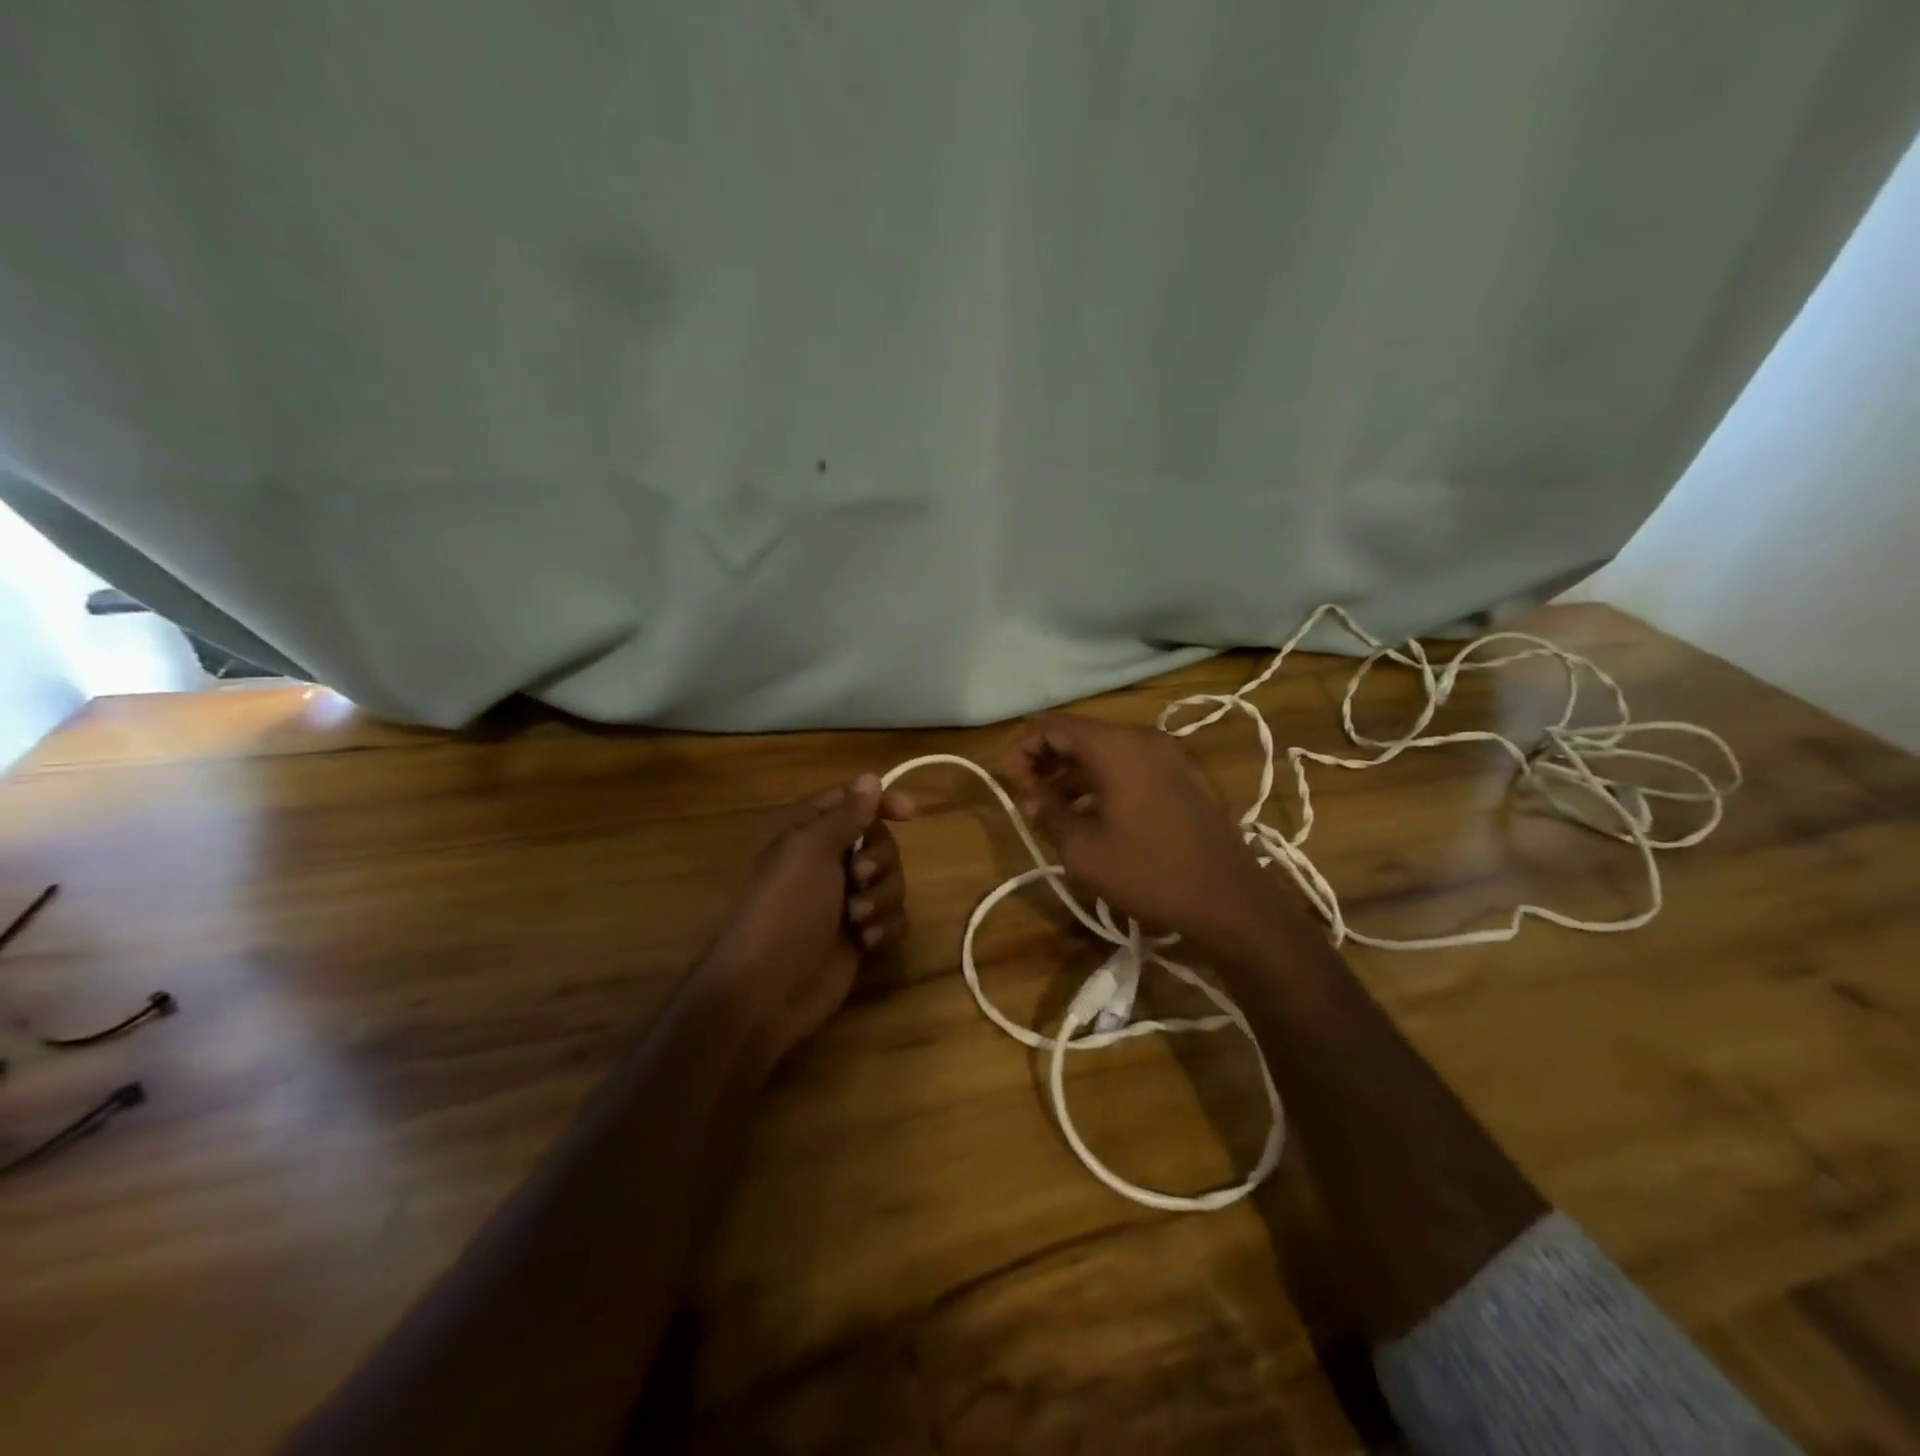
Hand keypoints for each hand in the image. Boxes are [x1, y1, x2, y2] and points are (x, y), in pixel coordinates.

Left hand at [696, 775, 912, 1063]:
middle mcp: (828, 862)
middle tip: (858, 878)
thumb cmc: (785, 909)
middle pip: (879, 842)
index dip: (881, 802)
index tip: (909, 813)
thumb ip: (846, 814)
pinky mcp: (860, 936)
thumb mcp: (810, 851)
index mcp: (808, 834)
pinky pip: (894, 918)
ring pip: (892, 881)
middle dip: (879, 861)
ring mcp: (845, 901)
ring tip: (857, 921)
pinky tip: (866, 944)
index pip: (852, 802)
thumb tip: (870, 778)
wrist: (768, 990)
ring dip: (881, 899)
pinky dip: (885, 927)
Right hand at [1004, 714, 1287, 959]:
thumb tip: (1032, 798)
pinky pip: (1128, 764)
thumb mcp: (1084, 850)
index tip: (1007, 780)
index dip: (1023, 749)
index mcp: (1115, 747)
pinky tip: (1087, 811)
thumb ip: (1049, 815)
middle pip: (1080, 734)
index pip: (1054, 727)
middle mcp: (1142, 739)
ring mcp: (1166, 755)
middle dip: (1046, 759)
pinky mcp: (1180, 776)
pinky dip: (1100, 779)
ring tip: (1049, 806)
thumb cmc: (1149, 872)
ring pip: (1104, 750)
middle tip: (1025, 792)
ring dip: (1072, 772)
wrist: (1229, 898)